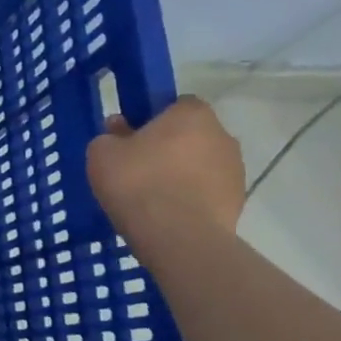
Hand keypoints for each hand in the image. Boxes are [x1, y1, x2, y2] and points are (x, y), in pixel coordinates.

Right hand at [86, 96, 244, 258]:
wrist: (177, 236)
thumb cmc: (137, 183)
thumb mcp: (101, 153)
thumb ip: (109, 137)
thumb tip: (119, 133)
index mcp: (192, 114)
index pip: (175, 104)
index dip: (152, 118)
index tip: (130, 136)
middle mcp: (222, 135)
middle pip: (190, 134)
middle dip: (167, 146)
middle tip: (136, 166)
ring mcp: (235, 169)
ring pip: (200, 163)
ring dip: (180, 172)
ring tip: (150, 195)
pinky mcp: (238, 200)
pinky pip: (206, 190)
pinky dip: (190, 196)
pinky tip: (166, 213)